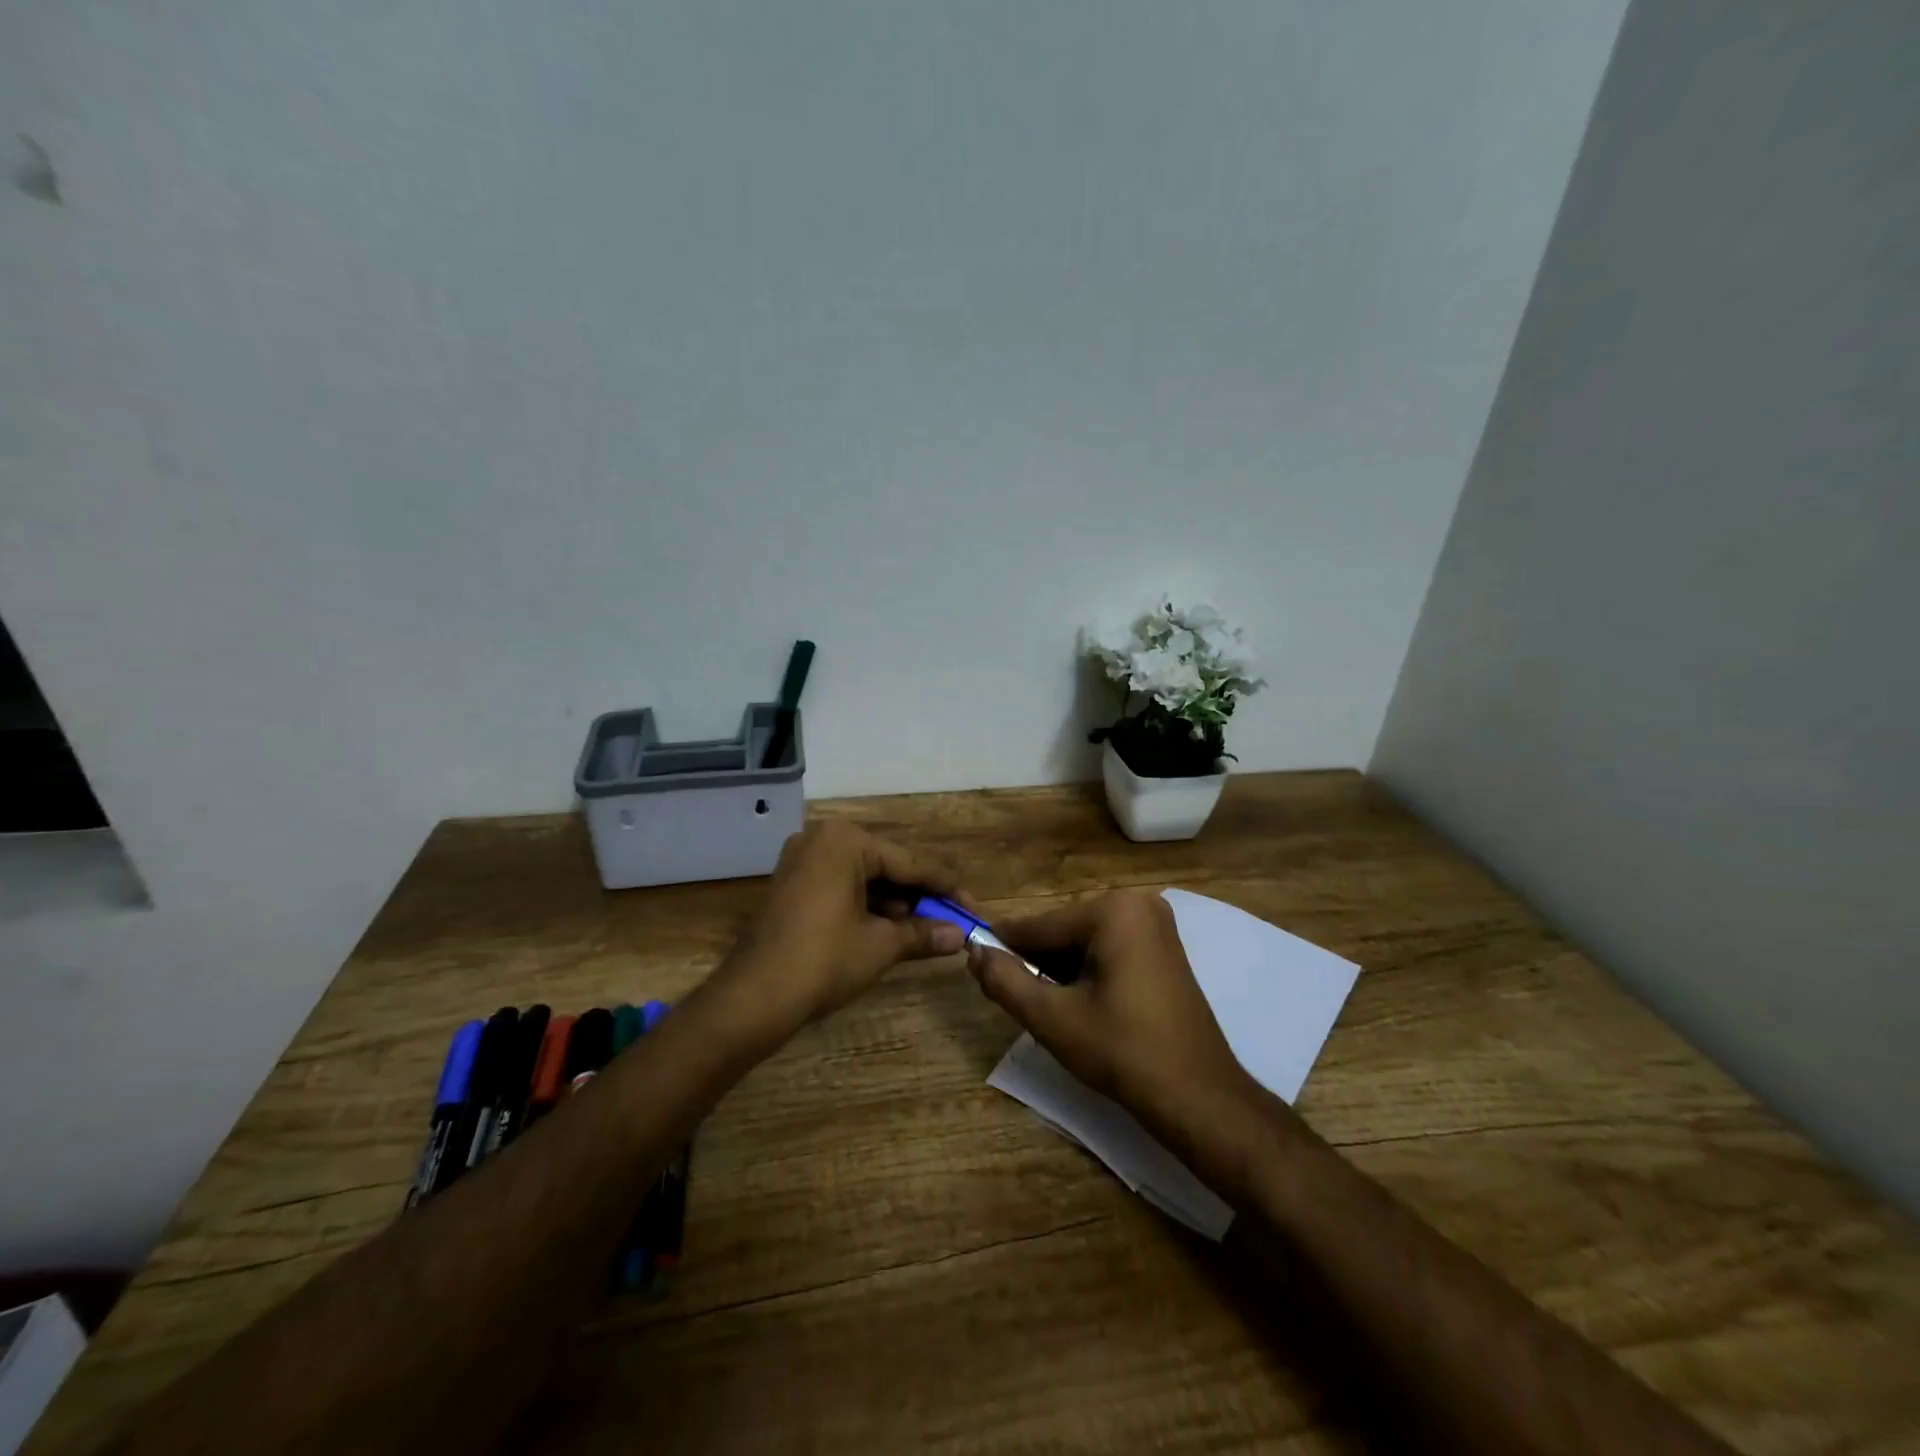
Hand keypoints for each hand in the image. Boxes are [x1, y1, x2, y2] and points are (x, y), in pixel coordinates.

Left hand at [724, 821, 969, 1027]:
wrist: (753, 997)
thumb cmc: (824, 961)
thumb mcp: (881, 945)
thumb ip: (923, 933)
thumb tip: (961, 936)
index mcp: (846, 841)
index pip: (910, 863)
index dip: (946, 889)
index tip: (974, 910)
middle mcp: (822, 838)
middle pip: (887, 867)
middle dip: (919, 897)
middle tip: (951, 922)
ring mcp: (802, 859)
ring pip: (864, 877)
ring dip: (894, 904)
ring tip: (924, 931)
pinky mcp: (791, 883)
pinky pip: (841, 885)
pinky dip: (866, 905)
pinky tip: (889, 928)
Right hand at [967, 889, 1253, 1125]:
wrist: (1199, 1097)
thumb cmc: (1123, 1052)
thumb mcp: (1052, 1018)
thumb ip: (1005, 980)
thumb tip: (974, 952)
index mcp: (1112, 909)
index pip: (1039, 926)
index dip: (1003, 948)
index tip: (974, 964)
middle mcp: (1137, 903)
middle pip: (1063, 932)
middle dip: (1038, 965)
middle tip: (1020, 1003)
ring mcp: (1156, 924)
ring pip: (1084, 943)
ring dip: (1061, 972)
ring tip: (1050, 1011)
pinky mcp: (1164, 948)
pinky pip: (1109, 950)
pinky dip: (1088, 974)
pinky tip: (1081, 1008)